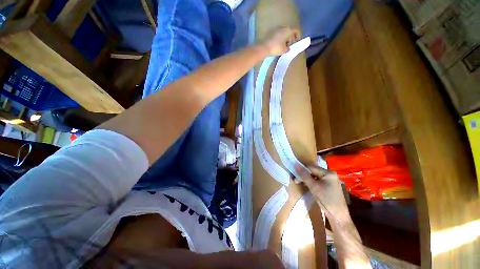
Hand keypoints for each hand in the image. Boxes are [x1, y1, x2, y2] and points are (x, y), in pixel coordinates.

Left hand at [260, 27, 300, 55]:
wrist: (264, 47)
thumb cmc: (276, 48)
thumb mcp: (284, 50)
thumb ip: (288, 48)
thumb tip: (288, 48)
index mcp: (288, 30)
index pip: (296, 31)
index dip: (298, 36)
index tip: (296, 42)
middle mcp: (283, 27)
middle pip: (289, 31)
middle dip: (291, 38)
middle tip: (289, 46)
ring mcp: (276, 29)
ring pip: (283, 33)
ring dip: (285, 39)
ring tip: (283, 47)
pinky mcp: (271, 32)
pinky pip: (278, 34)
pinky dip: (280, 39)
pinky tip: (278, 45)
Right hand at [295, 164, 349, 221]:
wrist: (338, 215)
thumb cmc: (326, 199)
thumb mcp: (313, 186)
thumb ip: (304, 175)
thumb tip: (295, 165)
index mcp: (328, 172)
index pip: (311, 167)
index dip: (301, 169)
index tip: (294, 173)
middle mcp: (330, 173)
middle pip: (313, 171)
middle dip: (303, 174)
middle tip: (295, 180)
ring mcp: (330, 179)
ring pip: (314, 175)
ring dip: (306, 178)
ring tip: (299, 182)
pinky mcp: (329, 185)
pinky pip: (318, 180)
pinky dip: (311, 182)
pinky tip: (306, 185)